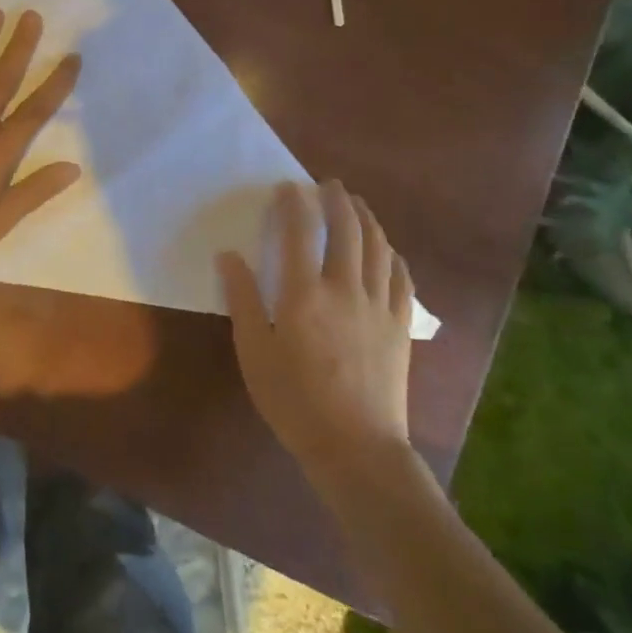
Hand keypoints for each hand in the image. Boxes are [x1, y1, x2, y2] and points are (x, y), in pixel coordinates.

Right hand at [217, 181, 416, 496]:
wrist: (356, 448)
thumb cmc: (294, 401)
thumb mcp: (254, 352)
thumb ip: (242, 300)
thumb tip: (229, 255)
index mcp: (304, 294)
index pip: (300, 233)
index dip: (294, 204)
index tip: (287, 187)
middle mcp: (345, 289)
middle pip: (346, 230)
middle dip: (336, 200)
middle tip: (327, 184)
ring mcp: (379, 306)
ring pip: (378, 247)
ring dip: (367, 218)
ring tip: (356, 203)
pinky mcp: (401, 326)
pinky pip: (402, 278)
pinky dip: (393, 254)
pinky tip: (387, 249)